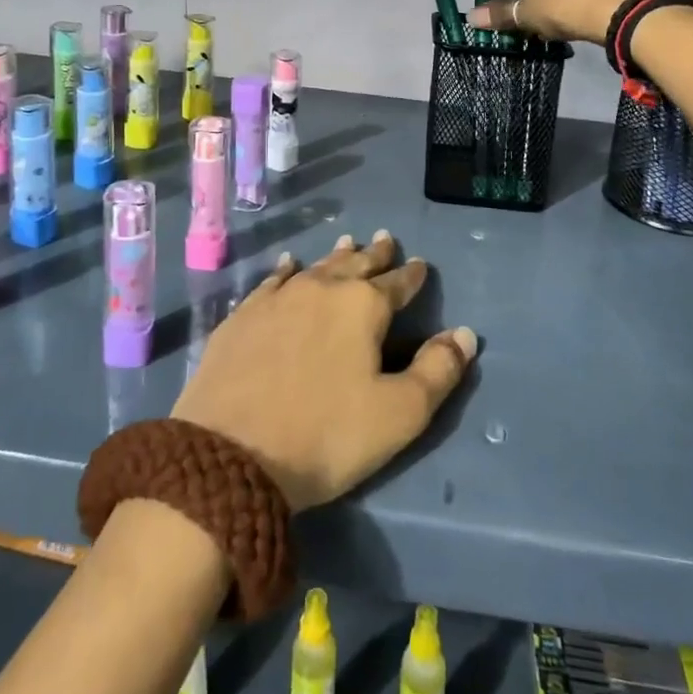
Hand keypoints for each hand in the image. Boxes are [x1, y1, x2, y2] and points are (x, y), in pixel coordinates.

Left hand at [171, 232, 477, 511]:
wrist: (227, 454)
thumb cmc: (324, 436)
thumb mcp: (398, 415)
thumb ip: (437, 371)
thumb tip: (465, 334)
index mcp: (363, 306)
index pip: (397, 283)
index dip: (412, 275)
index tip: (420, 265)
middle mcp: (322, 288)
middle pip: (356, 263)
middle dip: (375, 253)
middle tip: (386, 239)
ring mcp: (278, 297)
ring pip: (317, 266)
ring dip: (336, 256)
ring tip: (348, 242)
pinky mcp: (244, 314)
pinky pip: (274, 279)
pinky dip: (288, 269)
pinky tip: (289, 264)